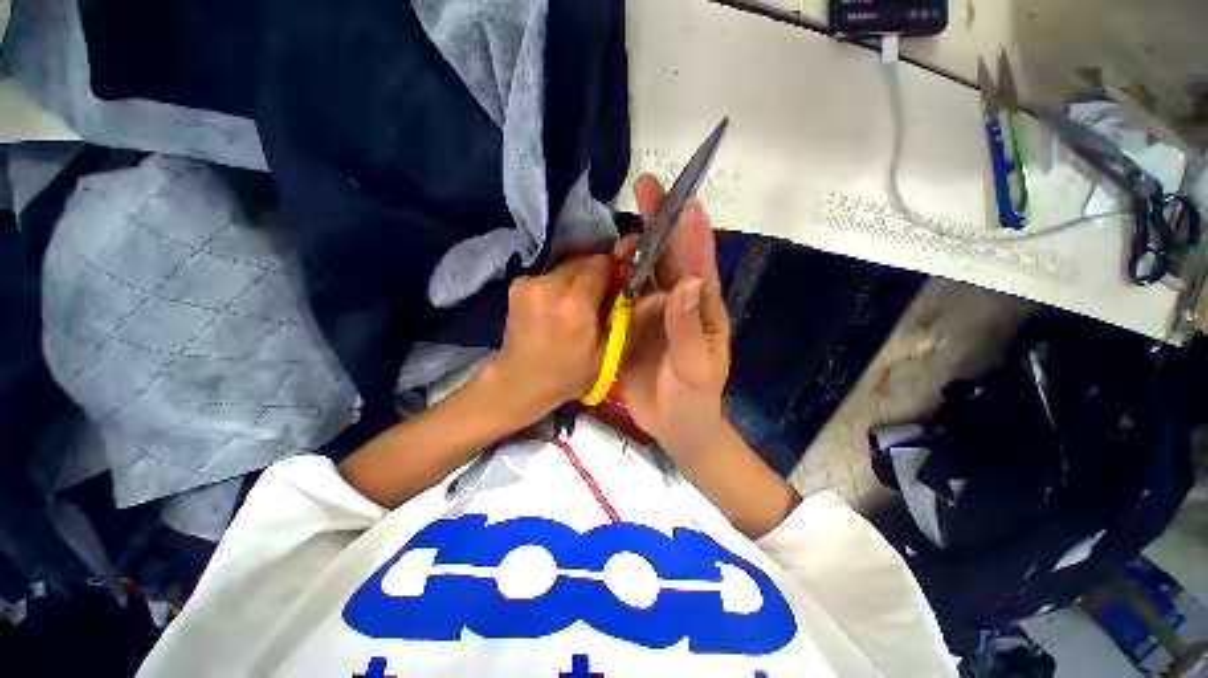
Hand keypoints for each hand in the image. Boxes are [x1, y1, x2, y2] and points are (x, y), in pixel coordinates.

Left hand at [485, 254, 613, 426]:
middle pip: (582, 261)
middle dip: (594, 274)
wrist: (521, 381)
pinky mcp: (517, 285)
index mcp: (576, 304)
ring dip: (575, 280)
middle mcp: (551, 285)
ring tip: (573, 305)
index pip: (601, 263)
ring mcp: (530, 283)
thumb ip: (624, 317)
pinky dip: (556, 285)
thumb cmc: (568, 373)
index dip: (612, 269)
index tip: (616, 283)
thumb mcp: (607, 353)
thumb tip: (637, 290)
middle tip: (596, 297)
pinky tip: (553, 307)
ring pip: (565, 267)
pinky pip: (548, 275)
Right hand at [616, 174, 730, 461]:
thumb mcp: (695, 368)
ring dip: (633, 251)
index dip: (692, 232)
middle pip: (670, 259)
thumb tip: (684, 281)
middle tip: (647, 189)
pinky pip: (622, 297)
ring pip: (644, 274)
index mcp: (701, 311)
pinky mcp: (631, 326)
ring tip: (620, 234)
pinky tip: (603, 264)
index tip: (683, 201)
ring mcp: (653, 314)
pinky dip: (614, 279)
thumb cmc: (693, 399)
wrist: (673, 425)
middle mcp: (678, 304)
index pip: (699, 265)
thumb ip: (687, 327)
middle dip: (660, 225)